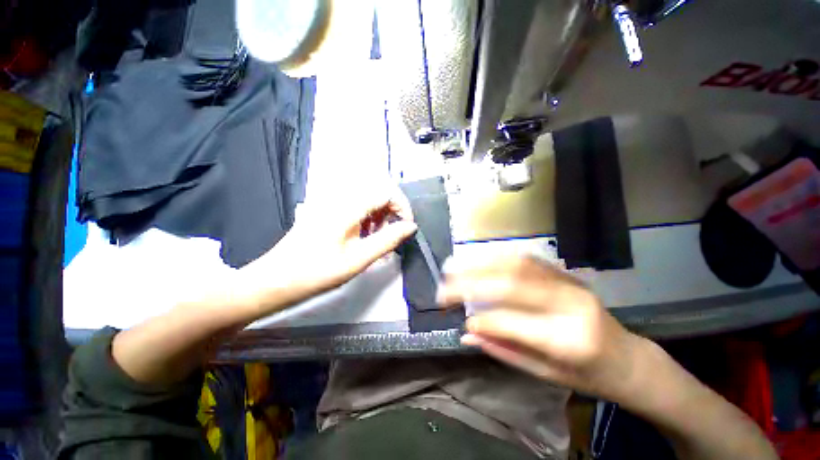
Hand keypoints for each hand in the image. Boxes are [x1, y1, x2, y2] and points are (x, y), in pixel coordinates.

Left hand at [241, 184, 417, 306]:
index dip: (402, 206)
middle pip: (377, 191)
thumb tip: (410, 227)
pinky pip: (354, 204)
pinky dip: (366, 217)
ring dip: (379, 214)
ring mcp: (330, 201)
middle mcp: (339, 196)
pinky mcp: (326, 208)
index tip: (406, 227)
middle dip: (391, 211)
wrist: (277, 279)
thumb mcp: (359, 259)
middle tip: (391, 234)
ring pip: (367, 198)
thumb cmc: (319, 271)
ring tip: (376, 237)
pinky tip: (362, 234)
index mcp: (348, 206)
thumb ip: (388, 240)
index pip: (386, 191)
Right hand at [437, 255, 640, 398]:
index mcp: (571, 340)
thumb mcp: (547, 376)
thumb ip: (504, 351)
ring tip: (454, 268)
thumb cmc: (589, 375)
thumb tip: (467, 334)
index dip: (483, 321)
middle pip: (511, 284)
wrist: (629, 358)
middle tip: (445, 287)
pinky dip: (496, 258)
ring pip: (516, 264)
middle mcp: (570, 304)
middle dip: (471, 283)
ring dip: (479, 264)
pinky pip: (525, 259)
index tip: (461, 321)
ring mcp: (568, 283)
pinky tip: (478, 260)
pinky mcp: (563, 273)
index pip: (515, 323)